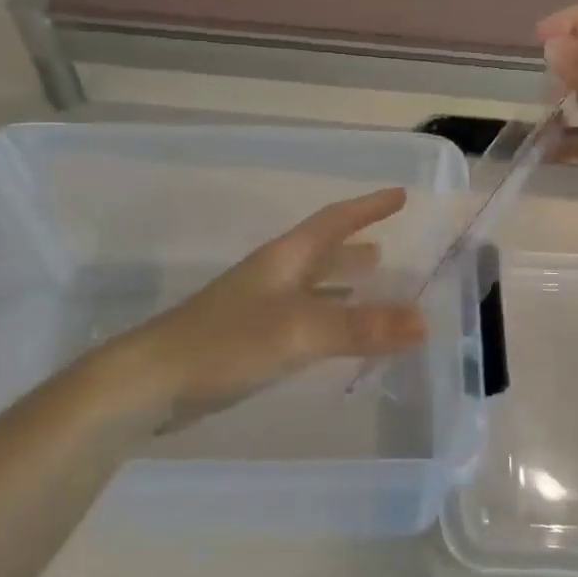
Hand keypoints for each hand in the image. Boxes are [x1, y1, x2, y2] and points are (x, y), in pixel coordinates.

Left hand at [108, 188, 426, 428]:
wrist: (152, 382)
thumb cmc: (227, 342)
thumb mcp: (301, 331)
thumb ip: (362, 326)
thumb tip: (425, 321)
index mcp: (285, 259)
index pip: (334, 221)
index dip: (367, 207)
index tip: (400, 194)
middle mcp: (274, 275)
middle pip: (323, 251)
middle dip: (356, 245)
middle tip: (390, 248)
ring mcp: (259, 307)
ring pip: (313, 286)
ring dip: (344, 283)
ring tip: (374, 285)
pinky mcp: (250, 339)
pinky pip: (303, 318)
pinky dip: (329, 318)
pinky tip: (338, 336)